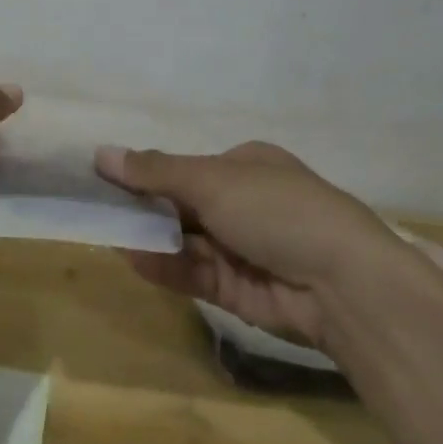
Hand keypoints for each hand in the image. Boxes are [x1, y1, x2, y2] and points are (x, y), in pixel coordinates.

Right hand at [94, 141, 416, 352]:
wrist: (344, 285)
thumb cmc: (276, 209)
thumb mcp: (211, 180)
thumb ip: (154, 171)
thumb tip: (101, 153)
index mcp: (246, 166)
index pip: (186, 168)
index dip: (148, 173)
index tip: (108, 179)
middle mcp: (245, 204)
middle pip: (183, 205)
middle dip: (144, 208)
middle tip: (98, 209)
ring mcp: (244, 249)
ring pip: (185, 240)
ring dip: (150, 238)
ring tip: (106, 233)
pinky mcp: (241, 291)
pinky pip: (195, 273)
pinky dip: (166, 266)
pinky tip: (133, 259)